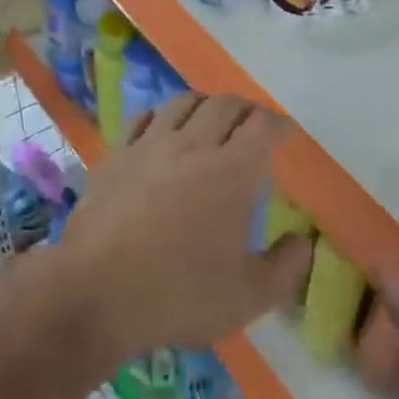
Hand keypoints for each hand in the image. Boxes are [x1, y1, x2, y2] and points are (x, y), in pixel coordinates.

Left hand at [59, 93, 312, 362]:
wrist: (94, 295)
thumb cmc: (179, 295)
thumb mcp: (249, 296)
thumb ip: (287, 268)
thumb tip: (303, 241)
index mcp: (232, 172)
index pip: (262, 125)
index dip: (278, 125)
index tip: (284, 135)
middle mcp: (192, 146)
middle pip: (224, 104)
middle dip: (246, 109)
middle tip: (253, 126)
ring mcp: (148, 147)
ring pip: (182, 103)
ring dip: (205, 105)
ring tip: (211, 121)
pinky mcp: (115, 157)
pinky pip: (142, 119)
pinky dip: (161, 117)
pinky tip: (161, 131)